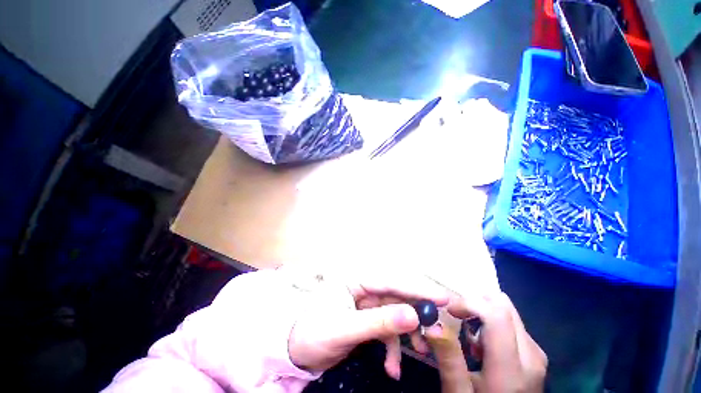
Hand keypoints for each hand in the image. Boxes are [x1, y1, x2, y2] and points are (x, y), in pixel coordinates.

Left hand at [287, 272, 448, 378]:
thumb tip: (413, 316)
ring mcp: (367, 303)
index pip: (390, 281)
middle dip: (416, 313)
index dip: (417, 289)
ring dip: (407, 333)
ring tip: (420, 352)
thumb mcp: (345, 329)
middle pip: (396, 296)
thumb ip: (379, 323)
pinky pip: (386, 330)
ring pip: (395, 313)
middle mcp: (364, 287)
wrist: (295, 352)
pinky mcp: (367, 319)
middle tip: (435, 331)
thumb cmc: (313, 334)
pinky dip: (392, 348)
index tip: (443, 299)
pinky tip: (391, 368)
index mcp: (355, 279)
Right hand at [425, 292, 546, 392]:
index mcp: (512, 369)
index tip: (449, 310)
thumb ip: (449, 359)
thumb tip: (432, 324)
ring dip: (483, 314)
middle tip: (457, 319)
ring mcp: (537, 354)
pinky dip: (492, 323)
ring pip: (508, 312)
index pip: (497, 315)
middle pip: (504, 307)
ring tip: (470, 337)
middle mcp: (531, 355)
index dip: (470, 303)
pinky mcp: (536, 354)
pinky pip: (512, 323)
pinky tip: (483, 345)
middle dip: (475, 305)